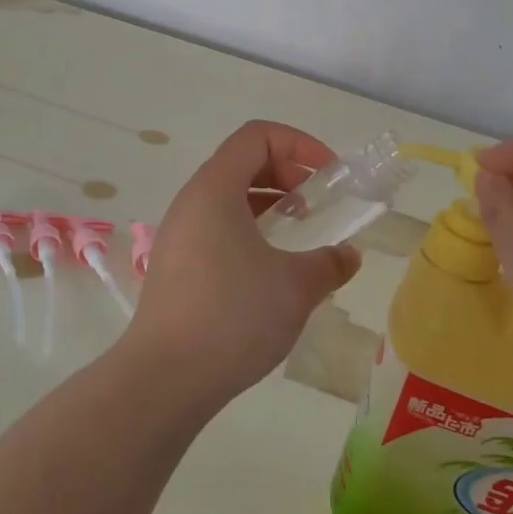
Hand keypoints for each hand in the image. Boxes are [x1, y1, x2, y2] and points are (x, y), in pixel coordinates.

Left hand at [123, 121, 360, 414]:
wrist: (164, 378)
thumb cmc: (233, 316)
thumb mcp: (295, 287)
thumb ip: (329, 264)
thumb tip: (348, 256)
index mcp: (215, 189)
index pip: (257, 136)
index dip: (300, 144)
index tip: (330, 177)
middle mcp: (191, 202)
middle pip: (243, 162)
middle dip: (288, 174)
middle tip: (319, 207)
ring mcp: (179, 234)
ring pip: (229, 198)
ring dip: (270, 205)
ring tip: (300, 236)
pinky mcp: (175, 265)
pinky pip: (217, 228)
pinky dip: (250, 231)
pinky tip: (272, 269)